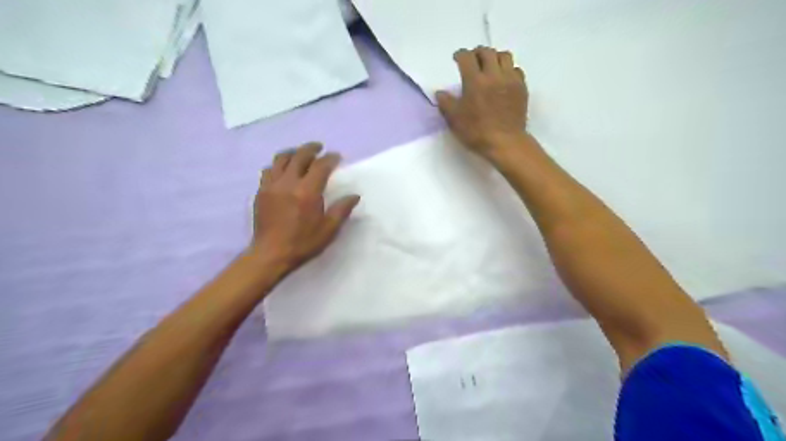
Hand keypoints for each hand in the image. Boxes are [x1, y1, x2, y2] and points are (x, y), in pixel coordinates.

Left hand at [250, 143, 360, 273]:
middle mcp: (288, 183)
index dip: (330, 158)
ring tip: (300, 154)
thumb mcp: (329, 229)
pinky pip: (269, 170)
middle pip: (299, 156)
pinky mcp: (261, 191)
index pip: (320, 166)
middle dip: (311, 148)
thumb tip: (354, 196)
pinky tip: (283, 170)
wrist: (270, 255)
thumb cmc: (303, 243)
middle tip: (319, 148)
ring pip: (280, 159)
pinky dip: (278, 165)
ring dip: (293, 152)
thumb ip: (342, 209)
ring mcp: (272, 186)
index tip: (336, 156)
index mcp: (307, 191)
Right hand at [436, 47, 526, 156]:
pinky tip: (503, 79)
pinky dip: (508, 70)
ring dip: (494, 57)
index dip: (460, 55)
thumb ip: (446, 103)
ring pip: (504, 56)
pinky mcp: (521, 88)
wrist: (505, 143)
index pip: (467, 57)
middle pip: (487, 52)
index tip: (457, 58)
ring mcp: (510, 80)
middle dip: (477, 53)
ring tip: (489, 66)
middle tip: (472, 60)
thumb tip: (440, 93)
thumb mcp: (455, 120)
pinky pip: (516, 70)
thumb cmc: (476, 132)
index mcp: (475, 81)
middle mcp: (493, 75)